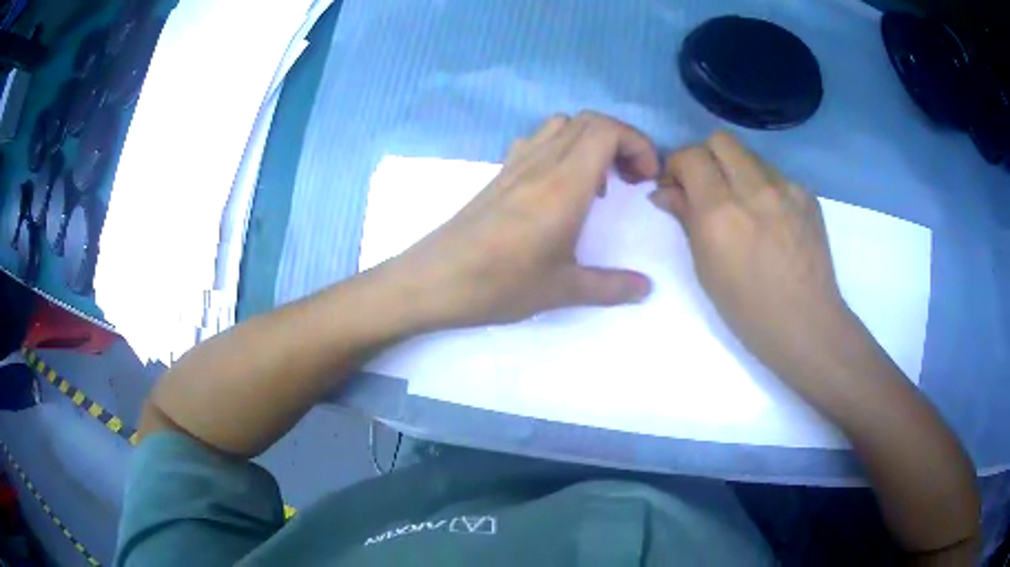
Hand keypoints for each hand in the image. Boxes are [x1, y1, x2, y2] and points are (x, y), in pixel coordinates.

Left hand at [383, 112, 658, 328]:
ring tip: (598, 184)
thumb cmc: (498, 285)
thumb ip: (611, 287)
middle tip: (630, 180)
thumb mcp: (562, 290)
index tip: (646, 177)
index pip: (606, 129)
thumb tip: (646, 289)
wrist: (433, 280)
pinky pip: (538, 141)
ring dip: (591, 141)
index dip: (637, 142)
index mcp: (563, 184)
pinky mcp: (499, 174)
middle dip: (621, 140)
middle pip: (588, 120)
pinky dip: (563, 148)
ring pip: (562, 126)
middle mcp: (541, 163)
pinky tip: (561, 187)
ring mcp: (515, 164)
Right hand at [649, 131, 854, 373]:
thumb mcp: (706, 268)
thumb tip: (664, 191)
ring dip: (735, 170)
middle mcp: (754, 189)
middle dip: (705, 156)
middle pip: (720, 140)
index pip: (691, 156)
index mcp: (721, 212)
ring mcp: (786, 188)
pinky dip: (763, 186)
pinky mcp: (807, 194)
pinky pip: (775, 174)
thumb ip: (685, 219)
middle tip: (705, 186)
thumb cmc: (748, 309)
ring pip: (749, 155)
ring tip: (741, 204)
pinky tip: (769, 217)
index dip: (677, 165)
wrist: (806, 323)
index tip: (676, 185)